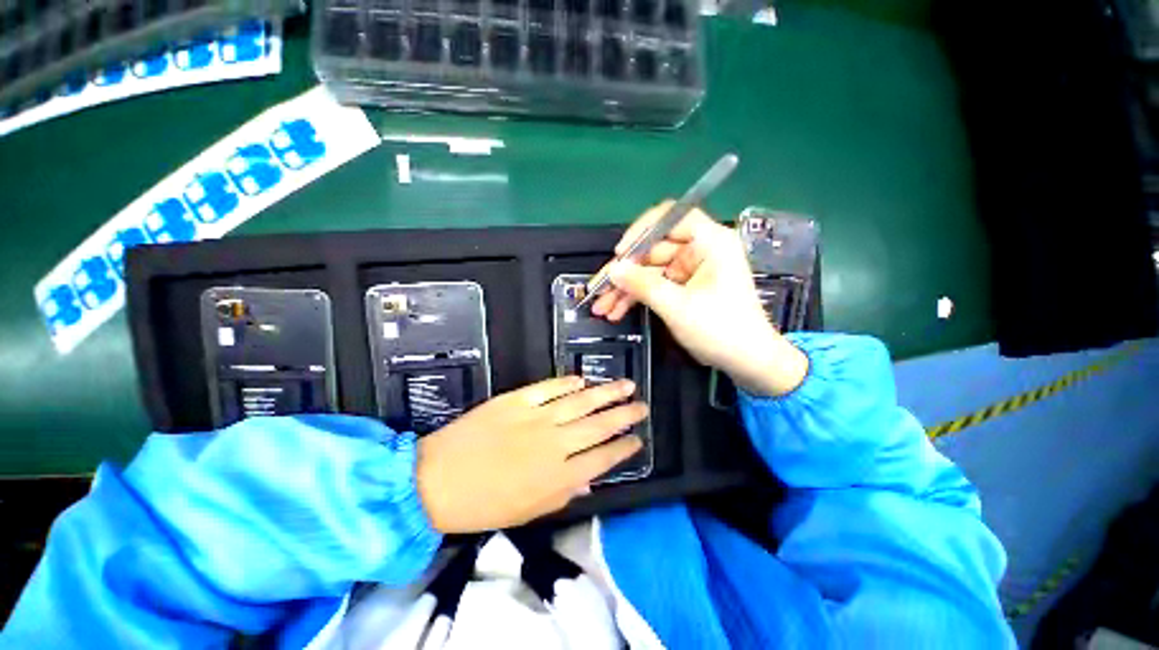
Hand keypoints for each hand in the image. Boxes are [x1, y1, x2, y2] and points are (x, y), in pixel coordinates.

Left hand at [416, 377, 645, 532]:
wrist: (435, 481)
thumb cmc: (483, 505)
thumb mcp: (528, 512)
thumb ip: (563, 493)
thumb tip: (589, 479)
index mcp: (558, 476)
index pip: (603, 458)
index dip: (623, 448)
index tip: (638, 439)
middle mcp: (554, 444)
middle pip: (599, 425)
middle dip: (625, 415)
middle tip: (642, 406)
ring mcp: (535, 418)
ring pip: (580, 402)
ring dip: (606, 393)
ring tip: (626, 385)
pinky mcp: (516, 400)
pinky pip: (548, 388)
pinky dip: (567, 382)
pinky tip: (582, 380)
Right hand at [591, 202, 807, 396]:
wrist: (748, 361)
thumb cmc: (721, 330)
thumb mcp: (678, 307)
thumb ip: (643, 285)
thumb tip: (613, 269)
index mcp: (710, 242)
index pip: (670, 217)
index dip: (641, 231)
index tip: (620, 254)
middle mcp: (699, 249)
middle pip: (652, 249)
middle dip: (624, 272)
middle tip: (599, 289)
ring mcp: (690, 269)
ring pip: (648, 270)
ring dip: (625, 289)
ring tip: (602, 307)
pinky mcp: (684, 287)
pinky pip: (654, 285)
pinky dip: (636, 297)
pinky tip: (616, 311)